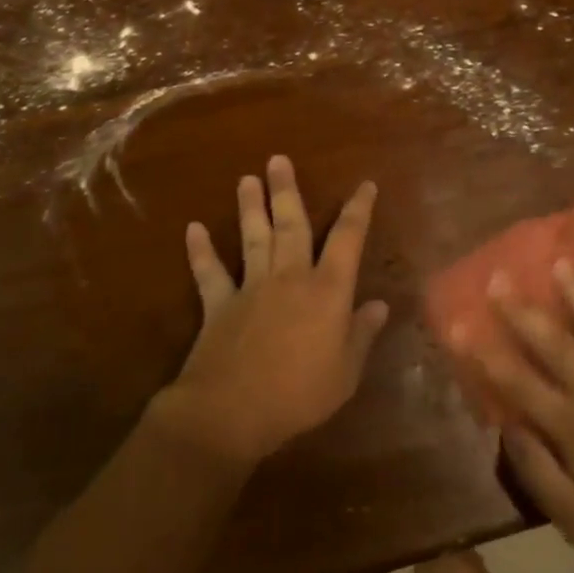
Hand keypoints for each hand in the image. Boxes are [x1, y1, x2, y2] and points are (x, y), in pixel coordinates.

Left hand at [157, 156, 388, 467]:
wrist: (231, 413)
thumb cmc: (299, 395)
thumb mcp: (346, 372)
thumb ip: (362, 334)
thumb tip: (380, 305)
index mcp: (327, 290)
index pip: (348, 239)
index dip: (359, 210)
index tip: (365, 185)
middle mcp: (290, 277)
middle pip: (291, 224)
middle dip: (287, 190)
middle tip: (278, 159)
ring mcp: (251, 287)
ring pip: (253, 237)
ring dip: (250, 207)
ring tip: (246, 178)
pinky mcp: (219, 305)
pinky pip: (210, 273)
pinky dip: (201, 251)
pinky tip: (193, 229)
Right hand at [458, 264, 573, 572]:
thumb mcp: (573, 521)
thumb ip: (537, 470)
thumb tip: (505, 425)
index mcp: (571, 427)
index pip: (517, 382)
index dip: (484, 353)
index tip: (459, 324)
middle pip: (554, 344)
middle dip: (522, 310)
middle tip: (500, 277)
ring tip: (564, 263)